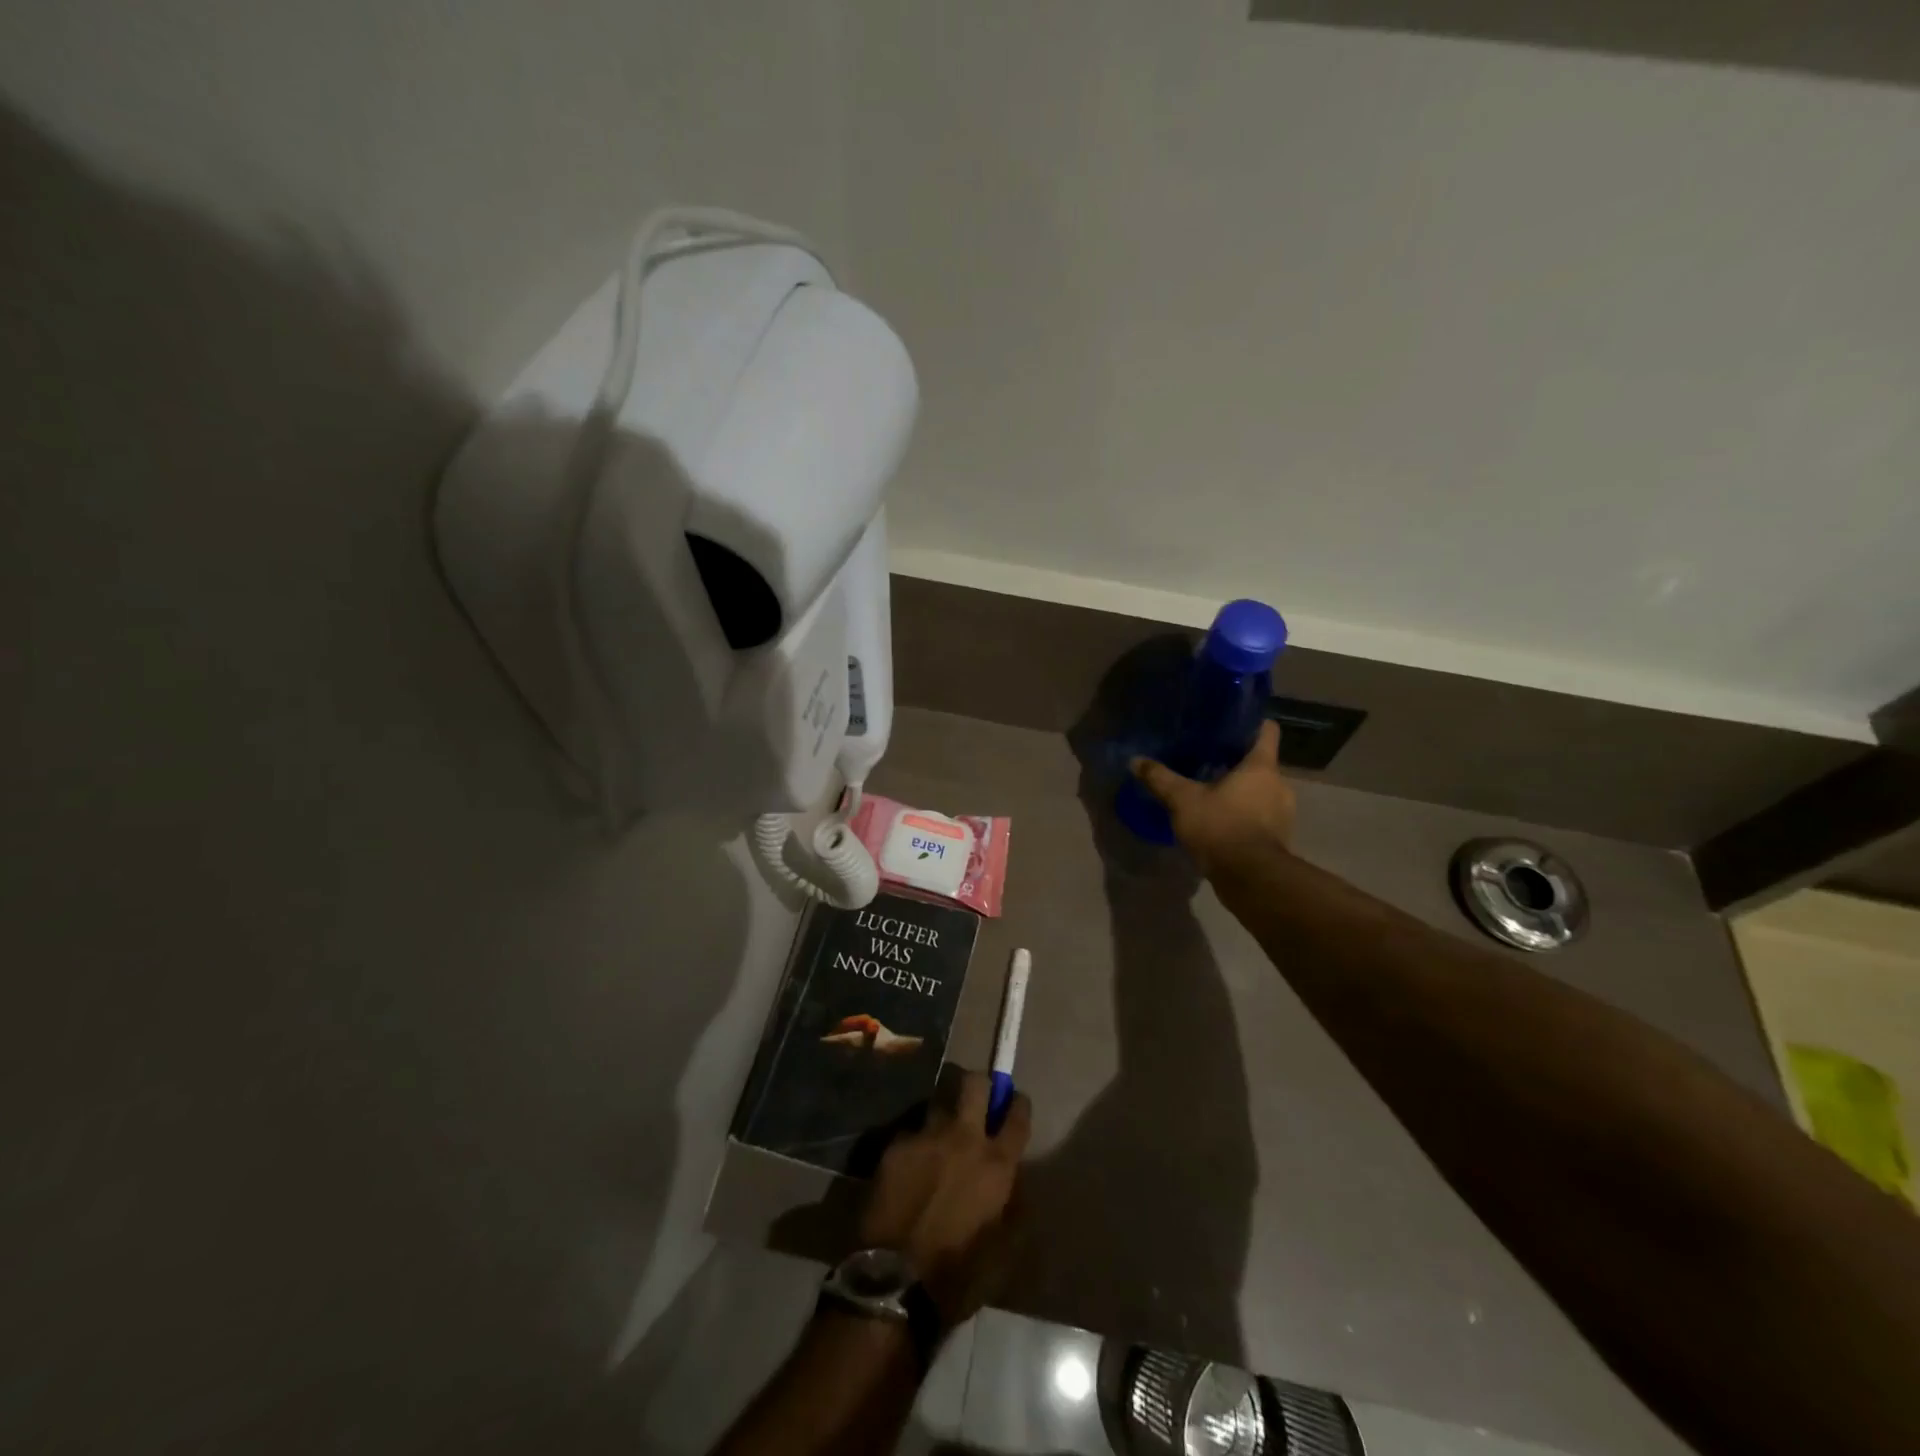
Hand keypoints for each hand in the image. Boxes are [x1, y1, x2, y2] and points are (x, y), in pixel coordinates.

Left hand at [859, 1069, 1030, 1325]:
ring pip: (939, 1104)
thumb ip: (1013, 1205)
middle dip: (980, 1085)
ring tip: (938, 1143)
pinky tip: (909, 1170)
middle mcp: (963, 1138)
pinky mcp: (895, 1146)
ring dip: (944, 1119)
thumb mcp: (1004, 1249)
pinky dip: (915, 1147)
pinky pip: (911, 1134)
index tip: (1014, 1104)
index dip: (1018, 1105)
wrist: (893, 1282)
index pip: (1017, 1114)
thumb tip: (1014, 1182)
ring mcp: (925, 1137)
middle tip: (977, 1103)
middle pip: (975, 1083)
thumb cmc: (958, 1275)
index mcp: (996, 1164)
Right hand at [1131, 719, 1295, 877]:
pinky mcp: (1279, 837)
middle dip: (1238, 763)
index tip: (1230, 724)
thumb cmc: (1220, 827)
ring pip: (1262, 790)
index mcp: (1261, 766)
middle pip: (1261, 762)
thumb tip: (1135, 760)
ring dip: (1243, 791)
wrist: (1250, 878)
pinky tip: (1222, 820)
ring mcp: (1284, 812)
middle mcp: (1280, 784)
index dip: (1251, 723)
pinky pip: (1262, 816)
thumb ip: (1160, 779)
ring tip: (1213, 792)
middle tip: (1209, 761)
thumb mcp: (1182, 800)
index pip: (1267, 730)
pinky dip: (1245, 815)